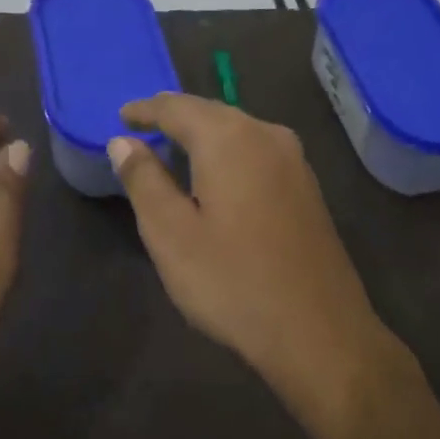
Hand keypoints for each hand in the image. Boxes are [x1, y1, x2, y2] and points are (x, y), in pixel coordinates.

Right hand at [108, 93, 401, 433]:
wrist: (318, 331)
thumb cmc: (232, 281)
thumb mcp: (171, 234)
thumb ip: (144, 180)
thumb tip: (123, 142)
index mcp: (229, 140)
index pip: (177, 107)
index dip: (145, 109)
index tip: (121, 116)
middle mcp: (267, 136)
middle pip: (212, 112)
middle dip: (176, 115)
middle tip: (143, 125)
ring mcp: (295, 162)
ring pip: (239, 130)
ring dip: (204, 132)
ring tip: (174, 145)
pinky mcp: (308, 188)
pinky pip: (257, 151)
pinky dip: (229, 151)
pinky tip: (218, 173)